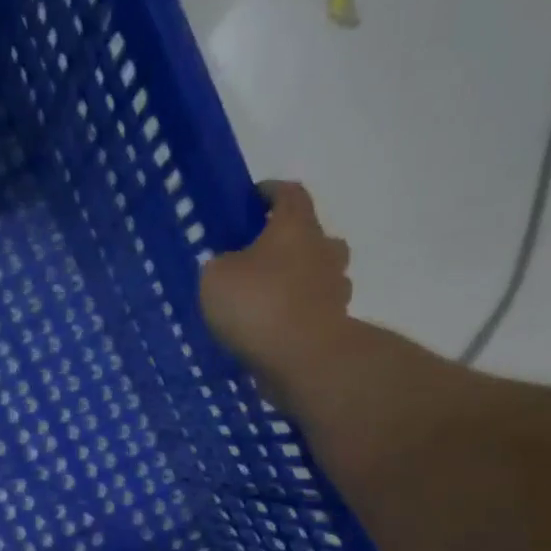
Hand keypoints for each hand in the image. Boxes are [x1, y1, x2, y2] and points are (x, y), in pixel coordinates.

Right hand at [199, 181, 353, 409]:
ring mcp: (335, 287)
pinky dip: (299, 314)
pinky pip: (314, 310)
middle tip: (259, 258)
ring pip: (317, 273)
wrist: (304, 358)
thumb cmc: (258, 305)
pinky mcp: (335, 322)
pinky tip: (275, 330)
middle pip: (310, 234)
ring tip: (267, 299)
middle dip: (287, 242)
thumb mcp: (215, 278)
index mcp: (295, 226)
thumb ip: (220, 265)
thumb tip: (230, 267)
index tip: (253, 200)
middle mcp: (323, 249)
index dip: (270, 192)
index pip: (289, 193)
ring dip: (297, 280)